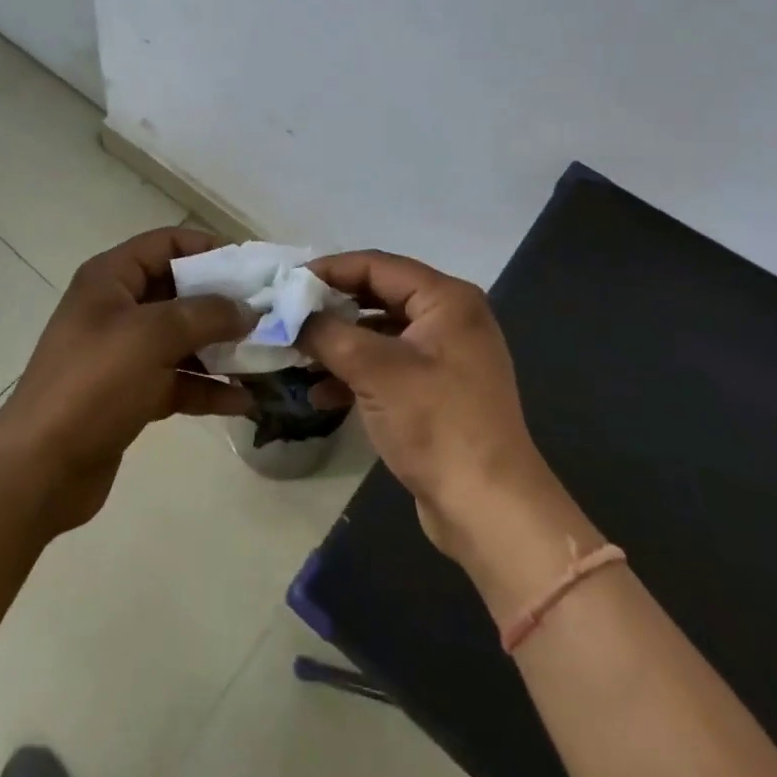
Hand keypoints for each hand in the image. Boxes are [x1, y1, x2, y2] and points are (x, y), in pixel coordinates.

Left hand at [0, 226, 254, 534]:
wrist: (40, 469)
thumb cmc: (94, 383)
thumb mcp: (152, 336)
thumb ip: (205, 314)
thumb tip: (247, 310)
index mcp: (111, 278)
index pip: (167, 244)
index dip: (210, 249)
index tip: (253, 269)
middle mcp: (117, 307)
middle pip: (179, 291)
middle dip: (223, 303)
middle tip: (269, 315)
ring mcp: (123, 353)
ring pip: (182, 338)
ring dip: (222, 348)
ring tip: (267, 358)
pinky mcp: (130, 393)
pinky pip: (177, 379)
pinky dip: (208, 387)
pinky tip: (245, 401)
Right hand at [299, 252, 574, 569]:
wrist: (489, 511)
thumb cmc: (435, 424)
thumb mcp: (373, 370)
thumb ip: (326, 332)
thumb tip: (287, 315)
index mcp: (446, 299)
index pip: (376, 266)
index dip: (329, 270)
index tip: (286, 283)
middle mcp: (450, 318)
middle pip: (377, 296)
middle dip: (331, 308)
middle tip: (287, 315)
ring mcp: (445, 357)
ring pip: (380, 334)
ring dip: (338, 343)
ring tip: (296, 354)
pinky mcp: (437, 392)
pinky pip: (388, 366)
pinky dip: (355, 374)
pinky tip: (320, 394)